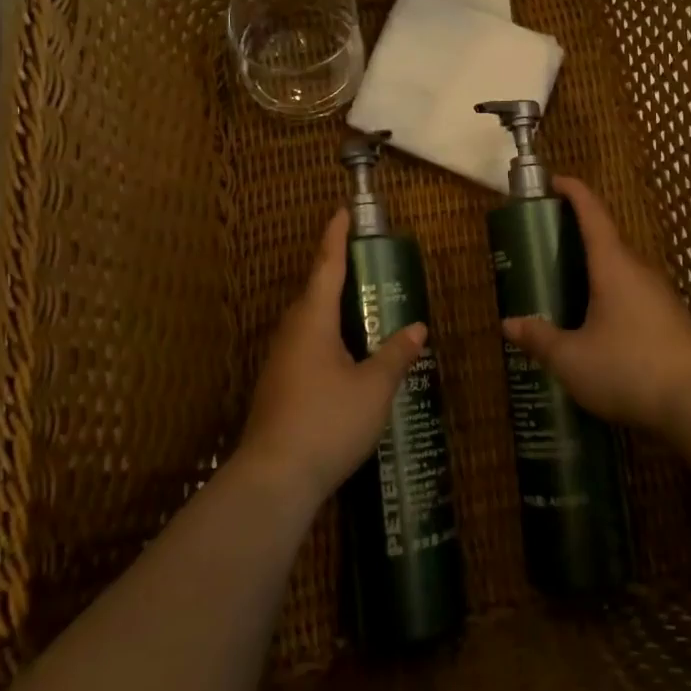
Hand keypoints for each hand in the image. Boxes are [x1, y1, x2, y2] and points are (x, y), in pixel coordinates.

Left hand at [238, 209, 428, 503]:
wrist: (273, 478)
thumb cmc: (327, 421)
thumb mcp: (374, 388)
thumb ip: (396, 355)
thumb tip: (417, 328)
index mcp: (313, 320)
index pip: (326, 266)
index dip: (336, 237)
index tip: (341, 212)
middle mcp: (292, 333)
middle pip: (315, 292)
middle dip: (337, 274)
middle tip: (367, 265)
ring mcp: (280, 361)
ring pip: (309, 323)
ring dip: (333, 310)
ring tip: (363, 311)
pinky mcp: (277, 387)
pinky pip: (306, 346)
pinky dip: (328, 338)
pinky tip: (346, 358)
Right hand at [501, 177, 690, 436]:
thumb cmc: (629, 369)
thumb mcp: (572, 359)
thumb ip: (539, 339)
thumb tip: (509, 324)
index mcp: (613, 266)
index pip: (592, 213)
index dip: (573, 192)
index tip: (554, 181)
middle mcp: (639, 271)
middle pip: (606, 240)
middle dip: (576, 237)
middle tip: (545, 247)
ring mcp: (660, 295)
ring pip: (621, 271)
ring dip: (594, 270)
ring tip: (565, 288)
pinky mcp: (672, 320)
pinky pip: (633, 294)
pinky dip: (610, 295)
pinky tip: (597, 325)